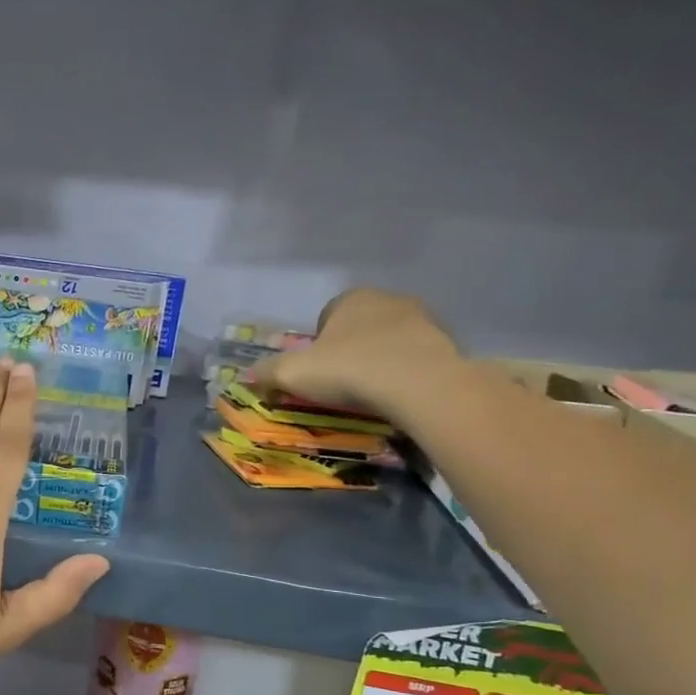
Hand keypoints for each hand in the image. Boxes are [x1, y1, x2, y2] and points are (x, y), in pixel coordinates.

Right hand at [249, 289, 462, 422]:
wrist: (420, 385)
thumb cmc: (350, 370)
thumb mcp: (293, 374)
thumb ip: (267, 372)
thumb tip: (248, 375)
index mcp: (350, 299)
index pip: (326, 316)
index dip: (317, 345)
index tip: (317, 372)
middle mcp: (387, 299)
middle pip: (359, 327)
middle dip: (349, 350)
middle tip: (341, 384)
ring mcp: (422, 319)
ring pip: (389, 340)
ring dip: (379, 360)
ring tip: (372, 394)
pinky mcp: (447, 342)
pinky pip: (416, 357)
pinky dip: (406, 372)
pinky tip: (399, 395)